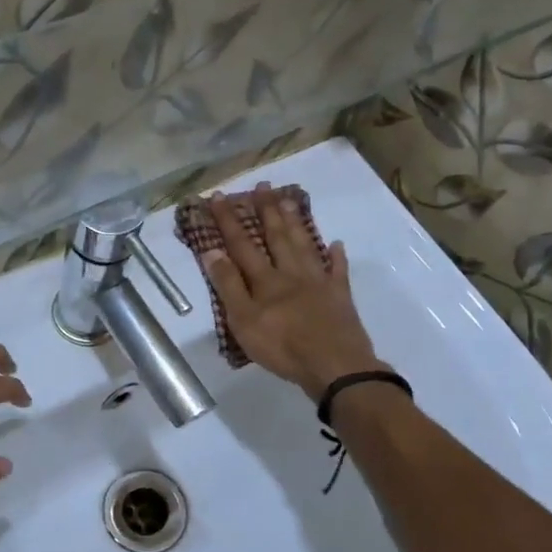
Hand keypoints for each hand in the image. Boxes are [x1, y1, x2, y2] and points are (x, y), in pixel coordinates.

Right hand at [202, 182, 386, 400]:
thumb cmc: (283, 347)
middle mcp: (291, 274)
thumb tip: (212, 251)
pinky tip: (336, 244)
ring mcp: (319, 283)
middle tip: (263, 186)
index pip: (242, 244)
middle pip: (277, 236)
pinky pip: (338, 271)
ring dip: (296, 222)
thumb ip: (229, 285)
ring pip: (305, 245)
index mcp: (265, 281)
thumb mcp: (244, 320)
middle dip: (267, 210)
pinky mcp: (340, 297)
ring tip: (290, 200)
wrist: (335, 365)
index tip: (218, 196)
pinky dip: (336, 257)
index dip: (228, 220)